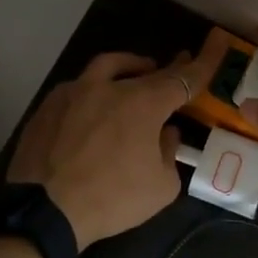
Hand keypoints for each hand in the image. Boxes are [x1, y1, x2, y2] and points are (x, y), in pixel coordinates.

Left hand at [6, 51, 195, 248]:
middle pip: (143, 70)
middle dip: (164, 70)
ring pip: (105, 67)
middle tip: (174, 71)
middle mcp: (108, 87)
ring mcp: (73, 92)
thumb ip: (169, 153)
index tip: (215, 46)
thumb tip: (166, 134)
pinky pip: (78, 88)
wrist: (43, 211)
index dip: (201, 64)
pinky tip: (93, 108)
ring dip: (126, 68)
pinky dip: (94, 91)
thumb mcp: (161, 187)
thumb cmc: (111, 198)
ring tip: (135, 75)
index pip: (181, 79)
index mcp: (142, 103)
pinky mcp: (47, 107)